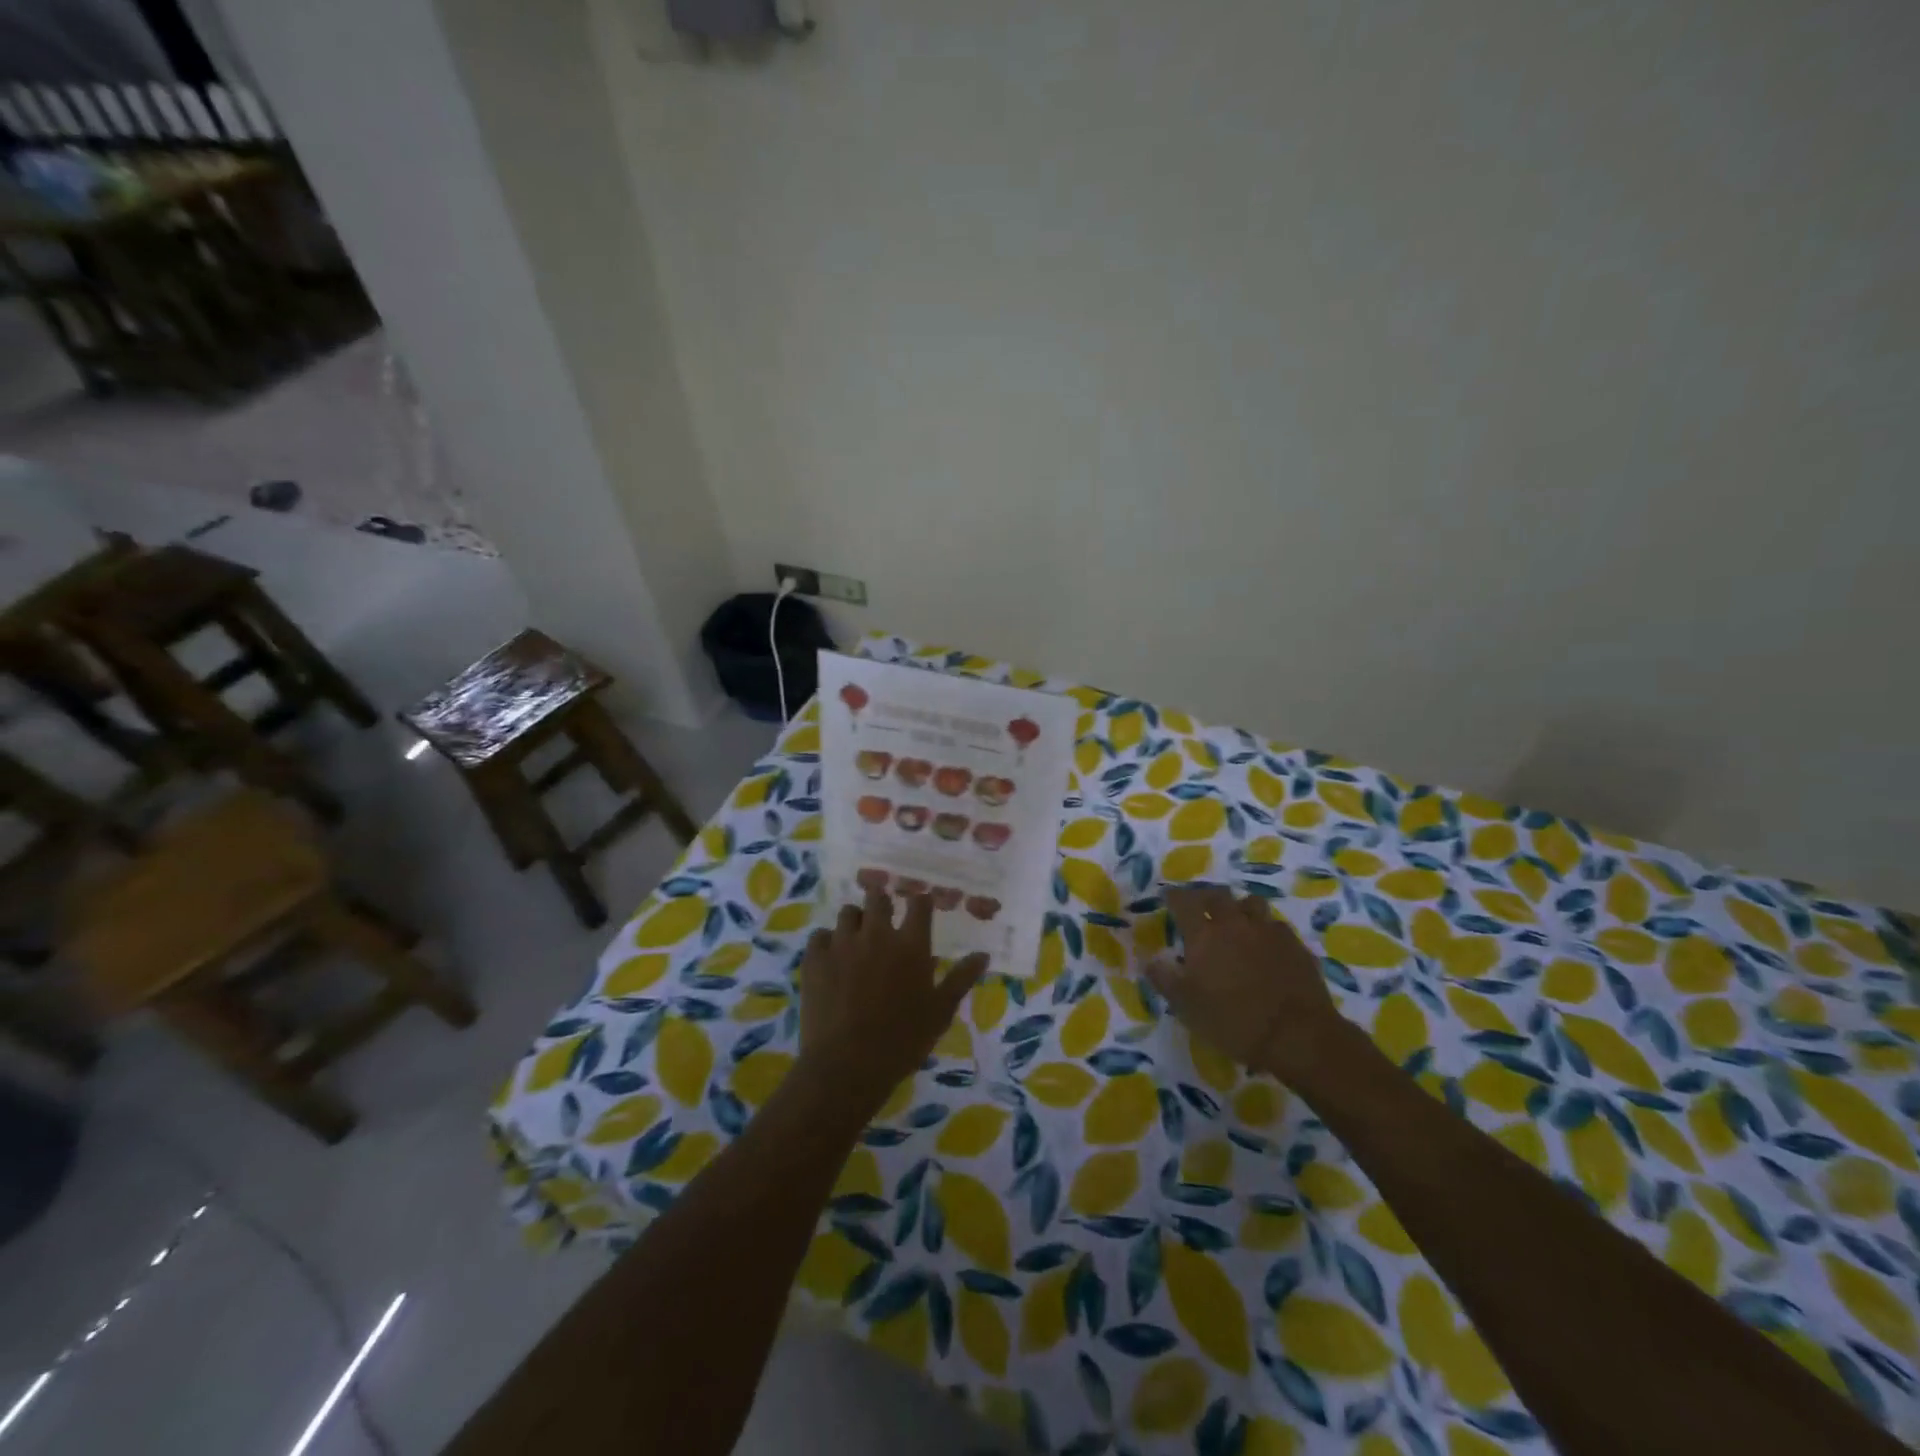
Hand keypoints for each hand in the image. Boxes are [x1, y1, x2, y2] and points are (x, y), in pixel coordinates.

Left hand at [797, 889, 989, 1114]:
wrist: (847, 1065)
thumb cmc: (902, 1040)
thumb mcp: (940, 1012)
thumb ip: (961, 979)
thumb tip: (983, 955)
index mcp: (911, 944)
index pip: (919, 904)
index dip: (920, 902)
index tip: (920, 908)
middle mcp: (877, 934)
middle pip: (878, 898)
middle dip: (882, 904)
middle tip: (884, 921)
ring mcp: (843, 943)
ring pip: (848, 913)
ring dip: (856, 921)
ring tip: (857, 940)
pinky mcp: (815, 958)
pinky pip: (820, 935)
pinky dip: (827, 942)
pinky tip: (831, 958)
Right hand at [1146, 884, 1344, 1083]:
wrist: (1297, 1035)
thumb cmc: (1233, 1021)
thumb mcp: (1186, 1006)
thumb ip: (1164, 979)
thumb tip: (1148, 960)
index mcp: (1204, 935)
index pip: (1184, 902)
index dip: (1174, 897)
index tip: (1168, 897)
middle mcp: (1235, 924)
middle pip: (1218, 895)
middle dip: (1206, 896)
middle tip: (1200, 906)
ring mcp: (1269, 931)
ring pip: (1252, 904)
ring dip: (1240, 908)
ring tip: (1237, 920)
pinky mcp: (1295, 945)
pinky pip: (1277, 926)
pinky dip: (1267, 930)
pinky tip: (1267, 945)